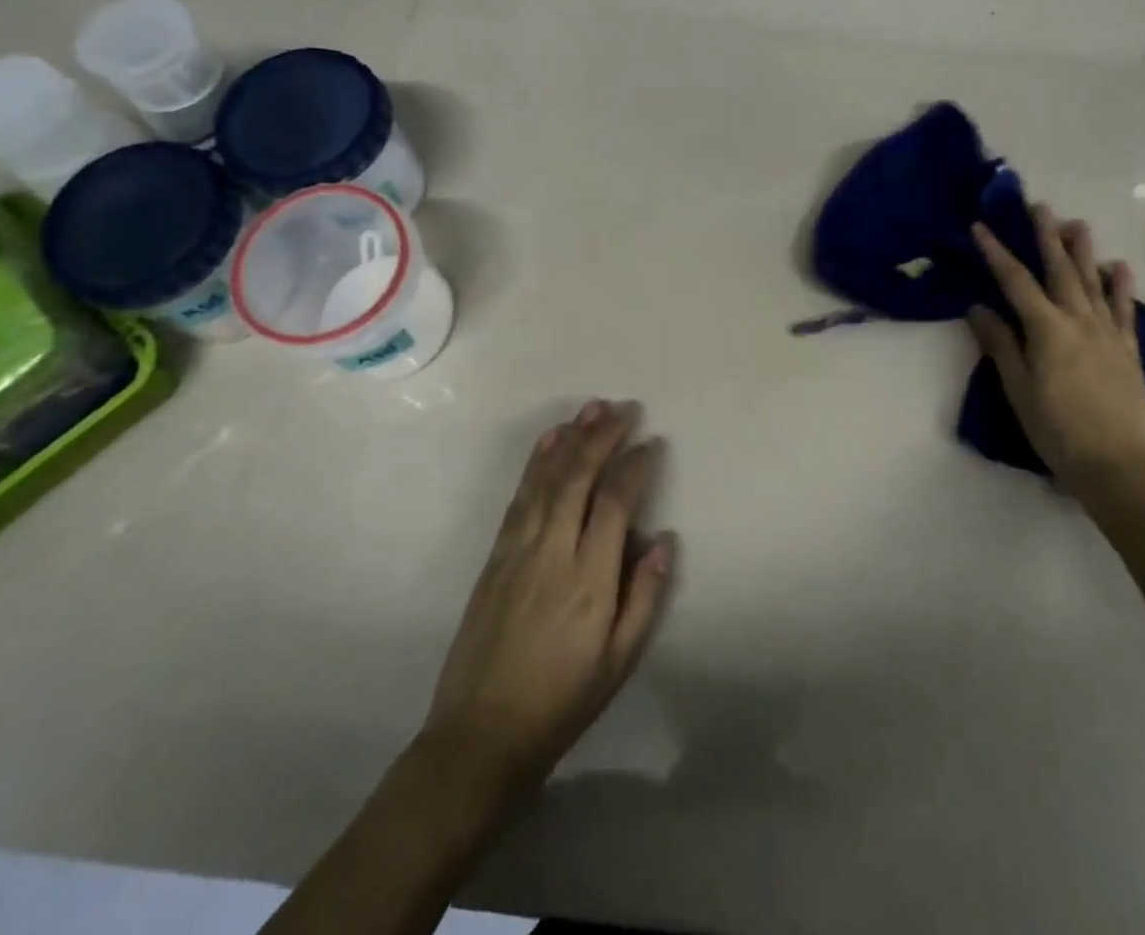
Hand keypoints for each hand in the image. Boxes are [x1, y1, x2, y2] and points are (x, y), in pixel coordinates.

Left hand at [422, 401, 674, 802]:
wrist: (479, 736)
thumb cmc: (561, 702)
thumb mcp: (619, 661)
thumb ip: (645, 596)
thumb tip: (665, 540)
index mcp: (589, 579)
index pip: (615, 502)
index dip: (635, 466)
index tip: (652, 443)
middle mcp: (552, 551)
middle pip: (579, 477)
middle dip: (603, 436)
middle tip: (624, 408)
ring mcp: (518, 549)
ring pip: (547, 478)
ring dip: (571, 438)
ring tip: (592, 408)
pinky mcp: (495, 555)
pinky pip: (520, 496)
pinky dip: (537, 461)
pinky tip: (550, 440)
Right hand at [969, 206, 1144, 481]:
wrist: (1117, 466)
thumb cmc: (1056, 430)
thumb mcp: (1017, 389)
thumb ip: (1000, 345)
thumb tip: (978, 308)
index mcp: (1047, 330)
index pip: (1015, 281)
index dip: (996, 252)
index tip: (981, 227)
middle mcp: (1078, 321)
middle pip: (1059, 270)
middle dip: (1046, 236)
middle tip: (1039, 206)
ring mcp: (1108, 333)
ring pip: (1093, 282)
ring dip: (1083, 251)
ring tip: (1077, 223)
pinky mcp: (1128, 350)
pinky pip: (1124, 310)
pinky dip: (1121, 286)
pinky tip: (1119, 267)